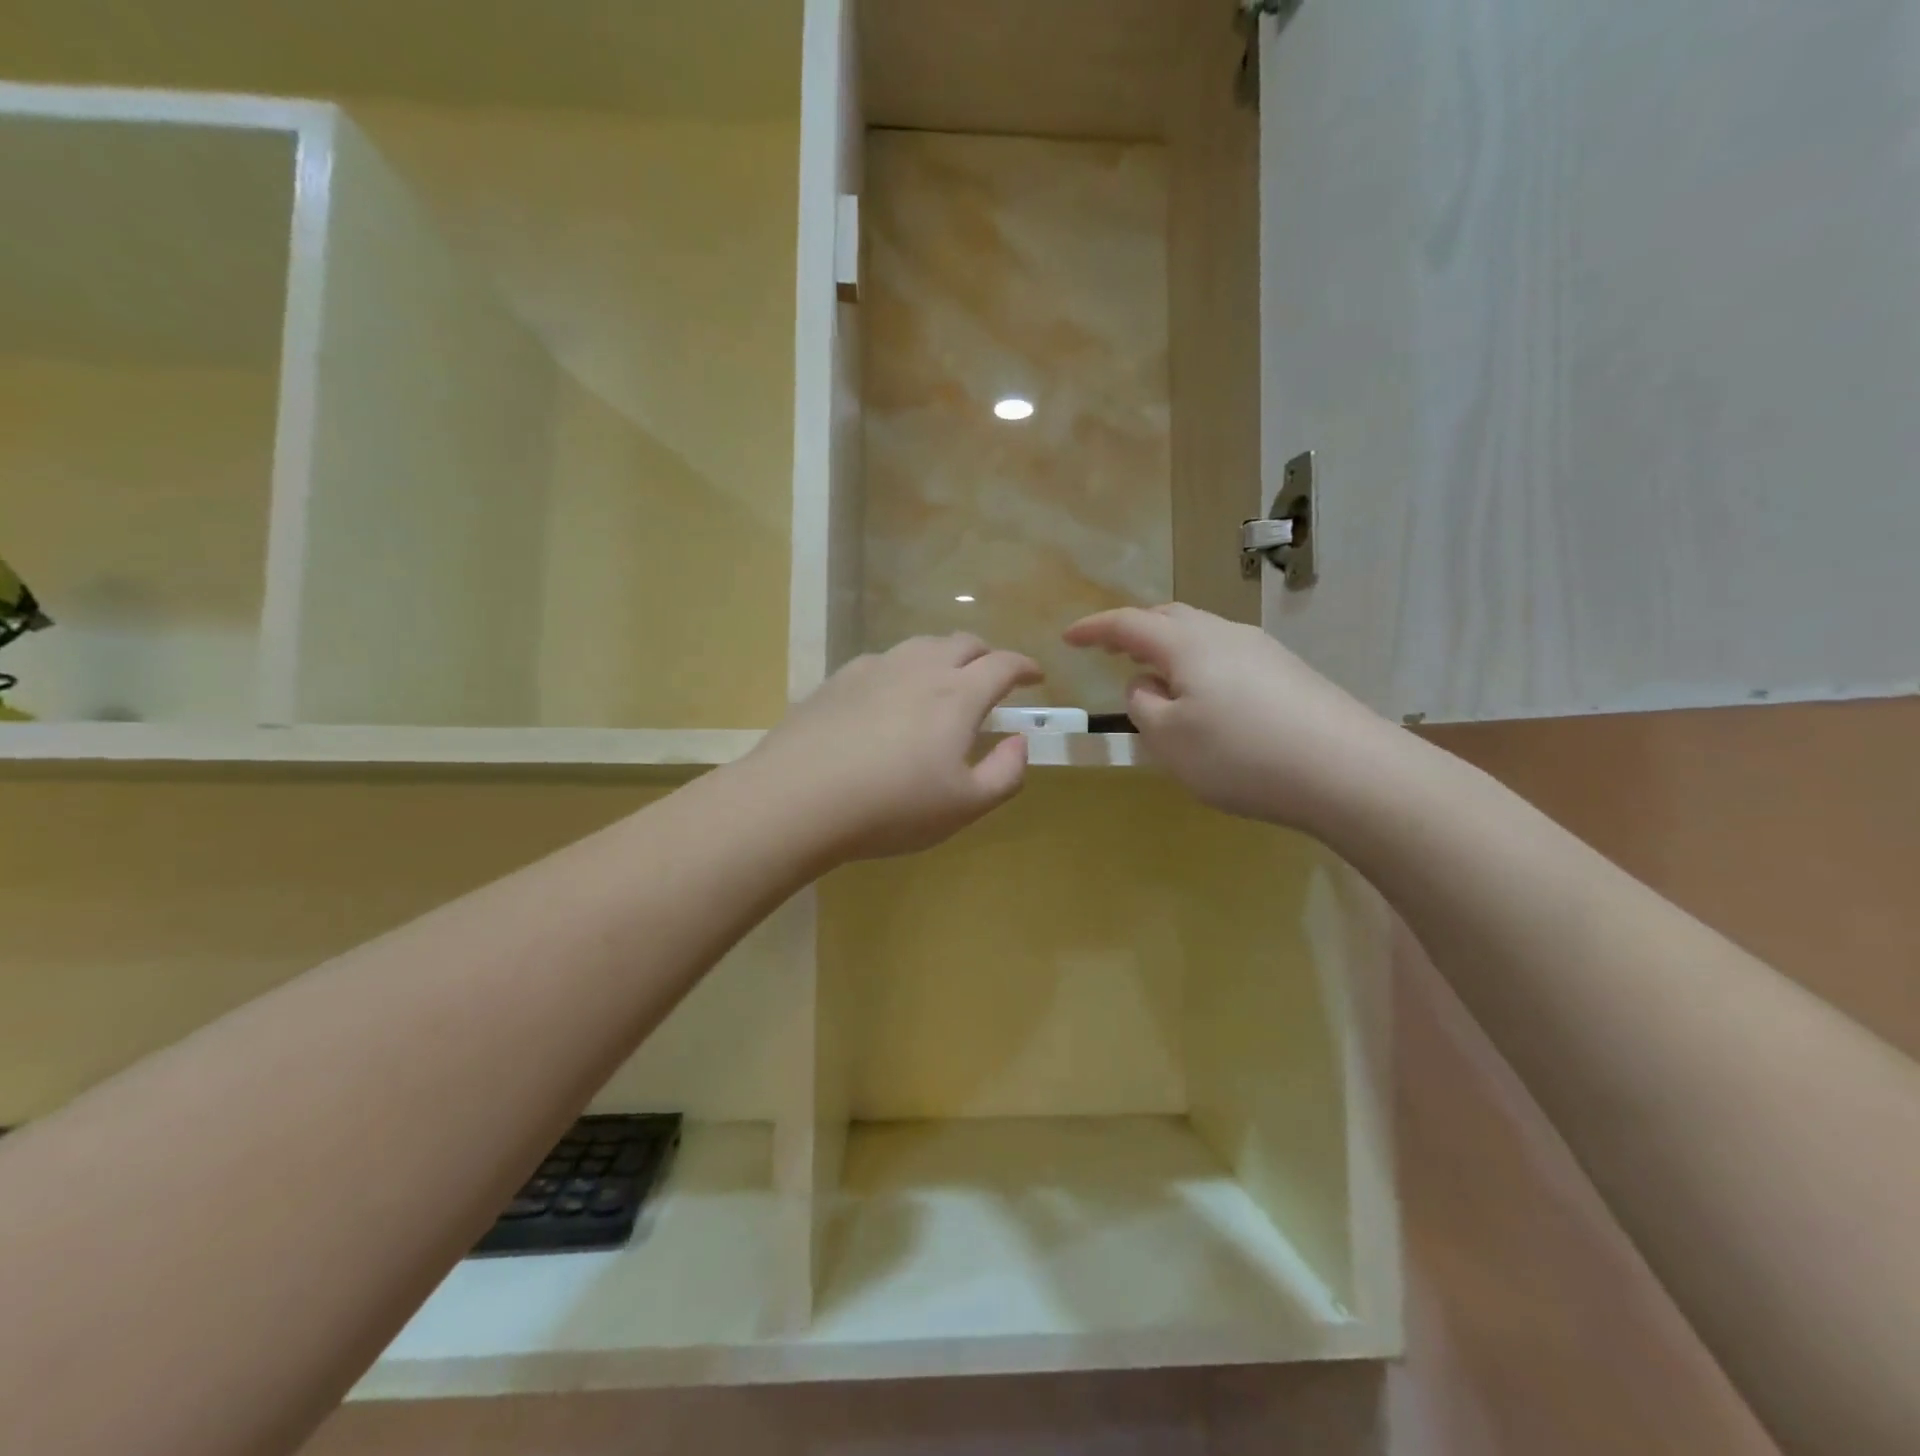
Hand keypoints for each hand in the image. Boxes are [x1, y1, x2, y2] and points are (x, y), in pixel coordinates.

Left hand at [746, 634, 1043, 861]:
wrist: (798, 799)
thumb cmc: (891, 808)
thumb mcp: (964, 806)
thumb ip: (1006, 773)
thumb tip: (1020, 742)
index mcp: (957, 695)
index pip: (1003, 665)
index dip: (1025, 667)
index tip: (1035, 676)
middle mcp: (919, 668)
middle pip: (962, 643)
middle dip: (986, 655)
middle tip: (991, 677)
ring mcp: (873, 669)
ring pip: (920, 646)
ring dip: (943, 656)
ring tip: (943, 681)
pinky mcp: (837, 680)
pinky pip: (882, 661)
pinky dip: (902, 669)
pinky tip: (889, 696)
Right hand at [1064, 603, 1407, 831]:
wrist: (1347, 770)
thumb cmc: (1240, 754)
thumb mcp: (1169, 739)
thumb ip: (1143, 704)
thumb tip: (1146, 682)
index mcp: (1187, 643)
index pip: (1128, 623)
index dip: (1094, 628)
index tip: (1068, 637)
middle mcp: (1224, 634)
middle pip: (1169, 618)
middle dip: (1135, 630)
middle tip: (1111, 650)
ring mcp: (1262, 650)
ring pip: (1202, 635)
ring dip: (1170, 649)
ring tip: (1156, 678)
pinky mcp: (1289, 673)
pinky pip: (1228, 657)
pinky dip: (1200, 667)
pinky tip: (1206, 700)